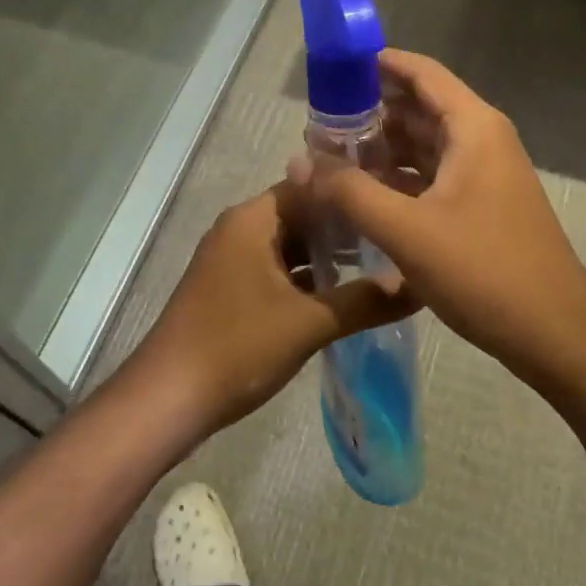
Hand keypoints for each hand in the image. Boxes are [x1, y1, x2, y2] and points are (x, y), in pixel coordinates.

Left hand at [128, 182, 415, 438]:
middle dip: (345, 226)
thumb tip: (418, 286)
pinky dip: (308, 277)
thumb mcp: (308, 323)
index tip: (394, 201)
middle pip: (302, 213)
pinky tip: (343, 294)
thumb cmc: (236, 347)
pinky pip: (278, 269)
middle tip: (395, 235)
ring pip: (291, 244)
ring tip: (380, 263)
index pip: (311, 185)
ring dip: (328, 254)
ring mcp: (233, 260)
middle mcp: (241, 229)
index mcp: (253, 219)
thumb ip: (365, 301)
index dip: (352, 193)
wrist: (168, 400)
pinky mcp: (232, 288)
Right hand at [294, 49, 585, 385]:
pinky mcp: (482, 207)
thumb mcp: (406, 230)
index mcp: (473, 128)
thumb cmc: (484, 270)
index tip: (333, 69)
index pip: (422, 73)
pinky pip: (433, 177)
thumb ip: (349, 192)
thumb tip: (299, 160)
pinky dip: (399, 179)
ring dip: (383, 149)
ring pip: (425, 146)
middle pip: (420, 109)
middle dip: (370, 113)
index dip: (379, 64)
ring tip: (332, 159)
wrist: (554, 333)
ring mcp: (485, 175)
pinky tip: (364, 196)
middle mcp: (482, 141)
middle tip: (318, 125)